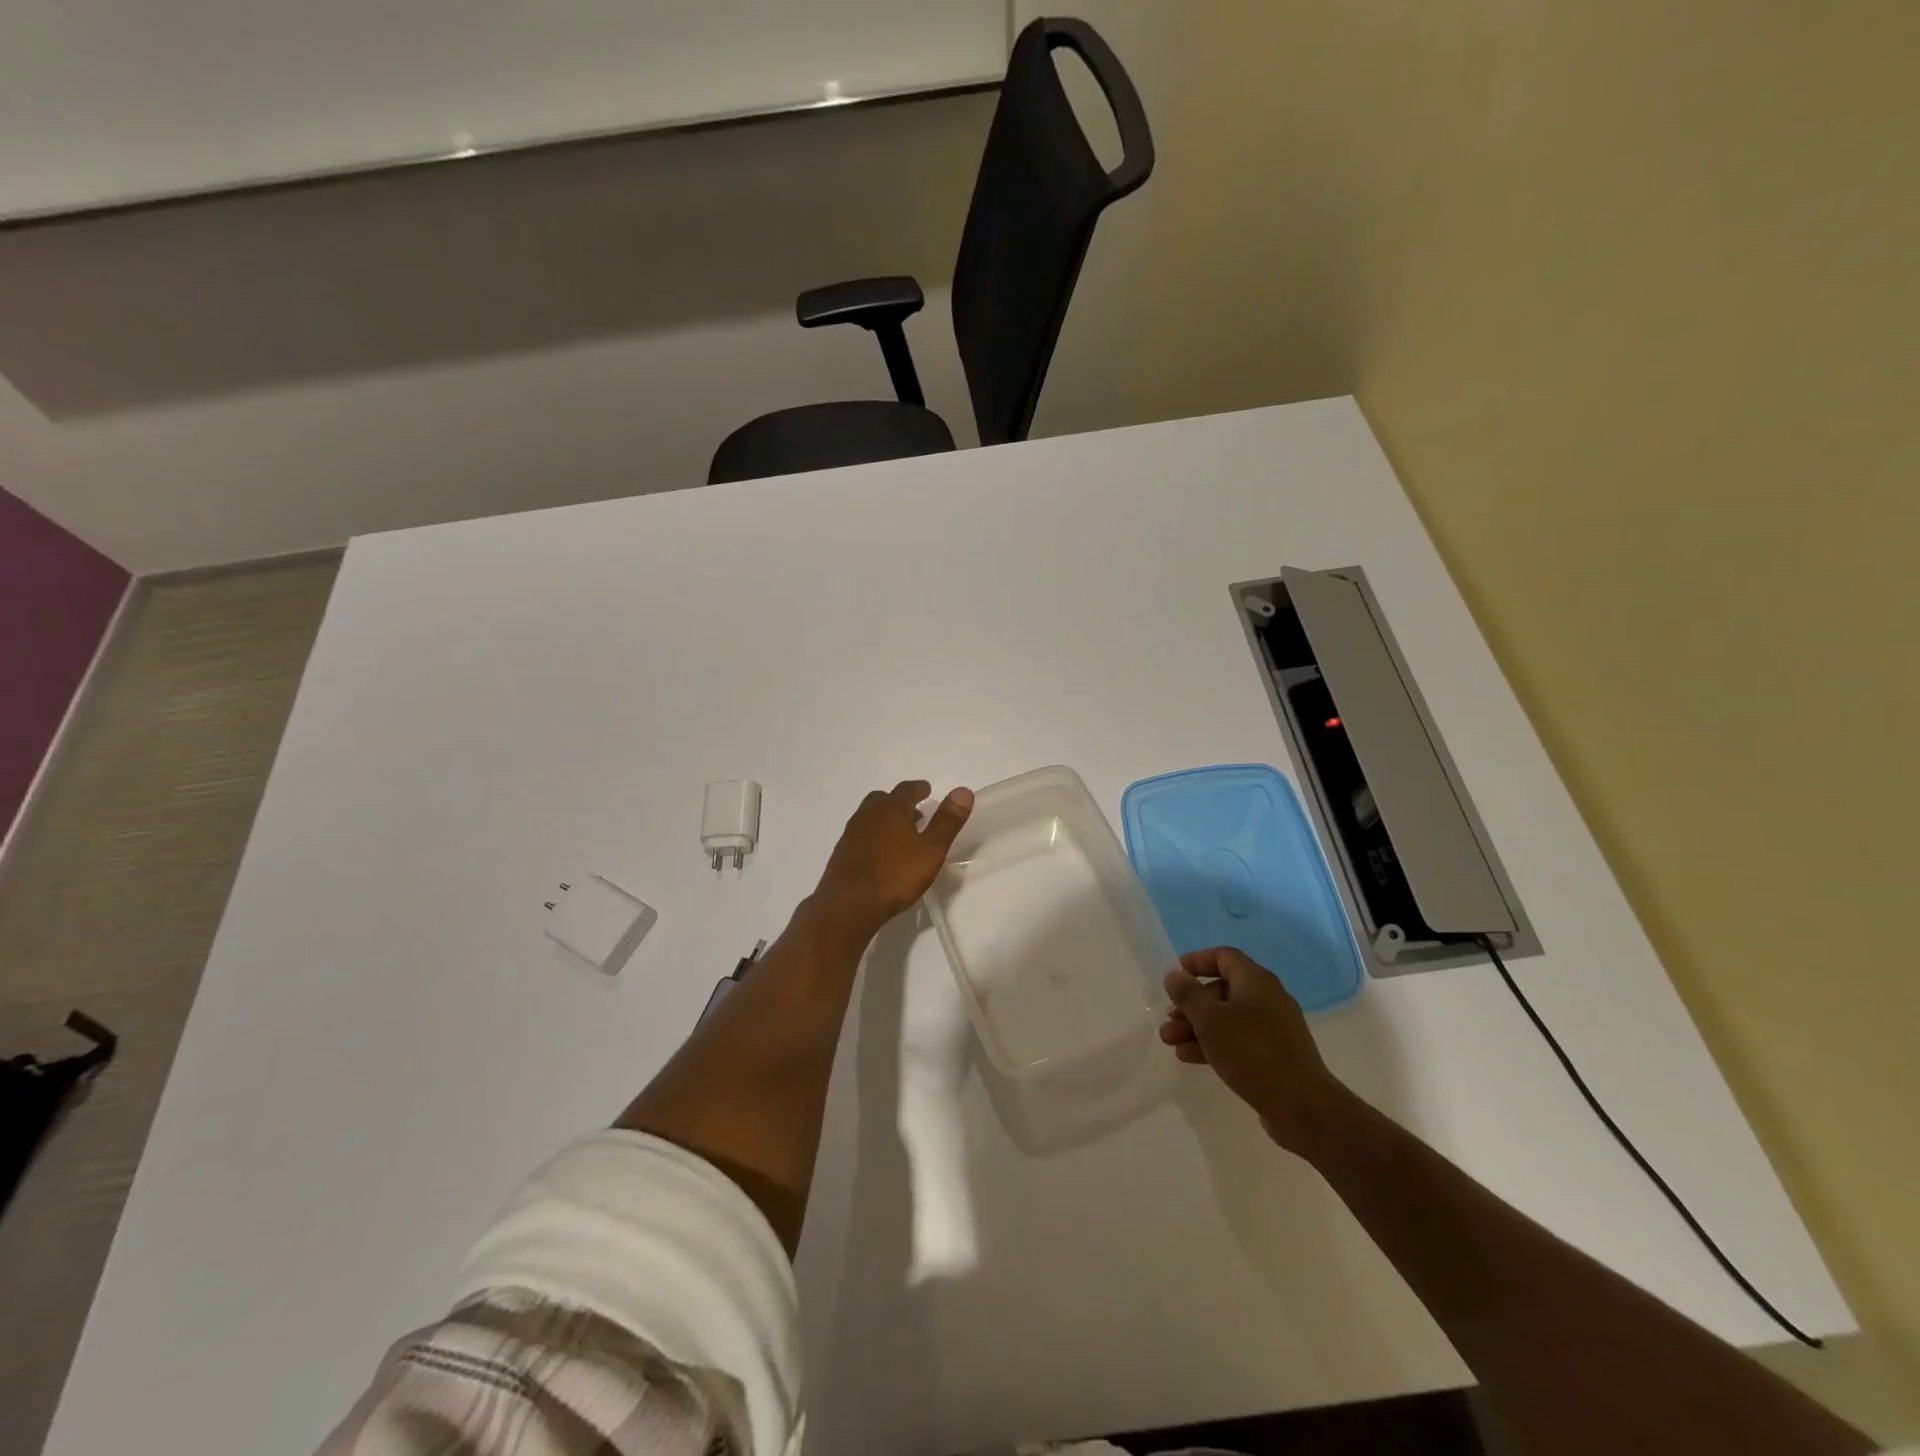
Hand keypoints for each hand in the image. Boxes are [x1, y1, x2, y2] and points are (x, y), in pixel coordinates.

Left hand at [812, 780, 972, 936]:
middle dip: (900, 802)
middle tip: (914, 812)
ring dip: (885, 819)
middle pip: (883, 799)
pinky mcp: (841, 852)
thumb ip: (947, 821)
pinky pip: (861, 834)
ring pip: (870, 816)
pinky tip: (880, 853)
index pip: (907, 789)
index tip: (927, 790)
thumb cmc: (895, 875)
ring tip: (900, 834)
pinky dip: (873, 835)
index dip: (919, 788)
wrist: (849, 904)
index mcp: (891, 809)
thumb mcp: (931, 850)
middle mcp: (868, 814)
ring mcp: (851, 833)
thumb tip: (963, 790)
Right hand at [1160, 946, 1343, 1153]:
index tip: (1175, 977)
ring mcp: (1273, 1029)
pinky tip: (1190, 1058)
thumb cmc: (1251, 1052)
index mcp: (1256, 981)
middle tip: (1169, 1020)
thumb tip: (1175, 975)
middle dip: (1190, 1005)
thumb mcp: (1210, 1019)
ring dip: (1196, 1027)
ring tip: (1170, 1043)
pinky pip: (1238, 1041)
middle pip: (1221, 991)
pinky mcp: (1274, 1056)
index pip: (1223, 957)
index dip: (1197, 962)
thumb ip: (1188, 993)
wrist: (1302, 1106)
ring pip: (1227, 1019)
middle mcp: (1267, 999)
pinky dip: (1214, 1045)